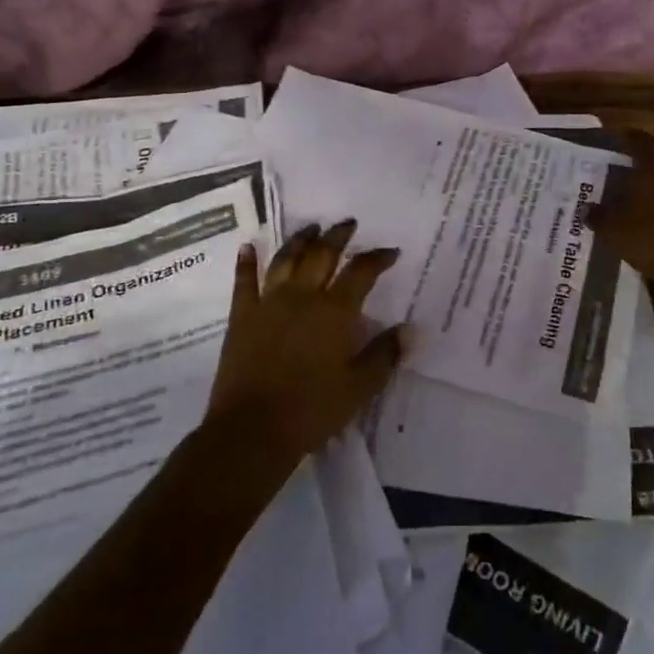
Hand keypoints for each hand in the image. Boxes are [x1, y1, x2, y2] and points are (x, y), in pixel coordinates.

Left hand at [207, 221, 405, 459]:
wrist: (252, 430)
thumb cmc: (312, 410)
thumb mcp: (360, 387)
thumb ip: (385, 354)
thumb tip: (411, 329)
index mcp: (334, 312)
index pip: (361, 273)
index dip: (377, 258)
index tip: (390, 252)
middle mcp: (302, 297)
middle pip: (322, 255)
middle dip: (338, 237)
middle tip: (348, 224)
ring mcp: (268, 303)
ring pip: (285, 260)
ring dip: (299, 240)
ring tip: (311, 228)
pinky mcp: (242, 317)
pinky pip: (244, 282)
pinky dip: (246, 262)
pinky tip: (248, 247)